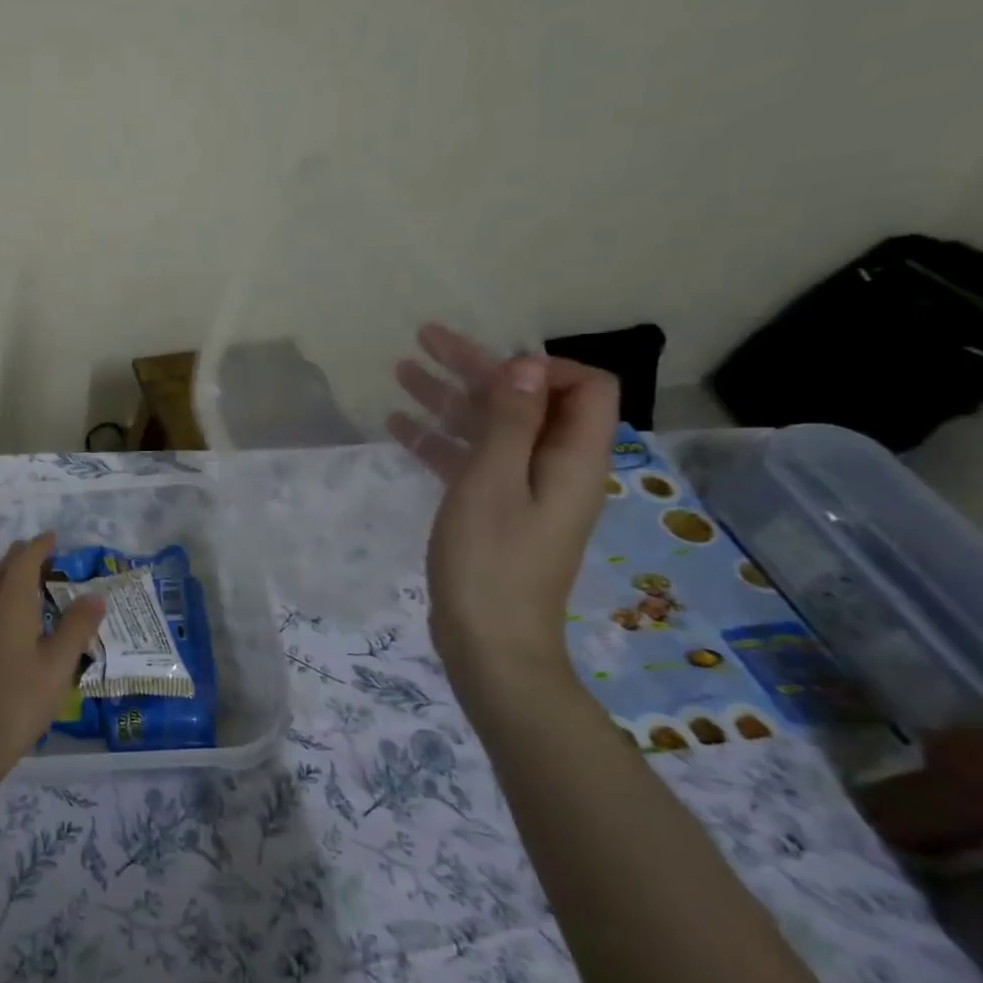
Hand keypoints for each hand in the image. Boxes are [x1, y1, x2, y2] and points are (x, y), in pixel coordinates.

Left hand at [0, 533, 106, 784]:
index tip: (54, 536)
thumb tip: (95, 595)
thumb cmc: (20, 699)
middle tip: (47, 556)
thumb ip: (77, 627)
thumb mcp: (59, 664)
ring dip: (12, 576)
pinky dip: (7, 598)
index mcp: (11, 605)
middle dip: (22, 557)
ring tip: (38, 583)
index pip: (24, 562)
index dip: (39, 546)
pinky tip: (23, 620)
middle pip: (3, 570)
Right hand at [388, 324, 618, 702]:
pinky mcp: (493, 510)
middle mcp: (556, 466)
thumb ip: (510, 422)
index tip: (489, 366)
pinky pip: (469, 460)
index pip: (584, 387)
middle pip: (526, 401)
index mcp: (574, 458)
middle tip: (424, 340)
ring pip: (490, 428)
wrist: (488, 641)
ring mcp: (523, 490)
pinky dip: (438, 439)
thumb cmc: (491, 560)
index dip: (542, 366)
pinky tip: (397, 424)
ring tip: (400, 371)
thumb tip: (526, 365)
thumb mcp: (493, 482)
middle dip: (478, 369)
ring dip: (449, 399)